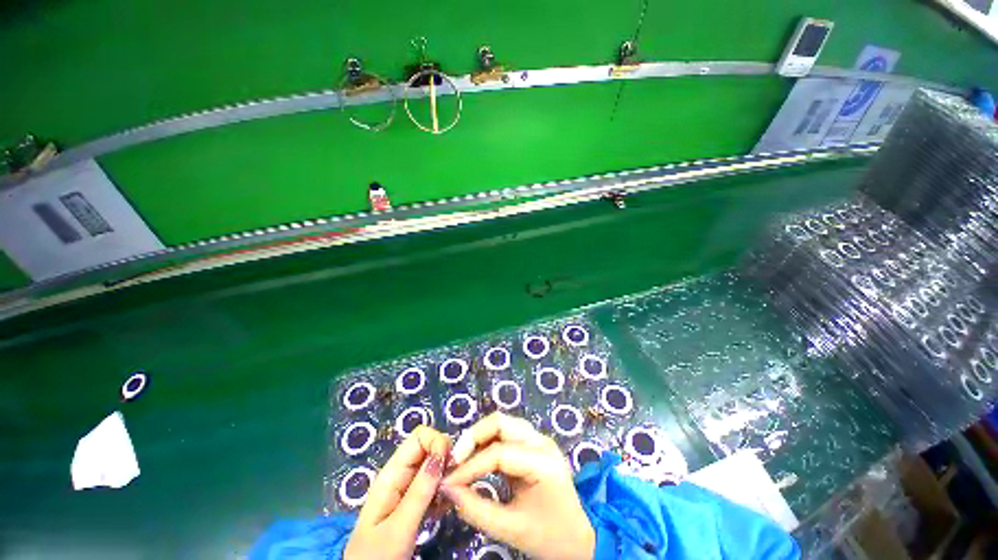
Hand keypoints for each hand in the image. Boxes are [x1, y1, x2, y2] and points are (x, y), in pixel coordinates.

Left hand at [344, 426, 450, 559]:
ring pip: (435, 466)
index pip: (419, 436)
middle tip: (454, 483)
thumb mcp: (399, 527)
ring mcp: (409, 487)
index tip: (450, 463)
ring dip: (448, 477)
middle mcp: (401, 474)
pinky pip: (436, 484)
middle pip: (430, 447)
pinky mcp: (415, 501)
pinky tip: (445, 509)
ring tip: (450, 499)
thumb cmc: (376, 557)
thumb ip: (420, 491)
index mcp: (392, 473)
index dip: (437, 442)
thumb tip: (442, 453)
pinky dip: (445, 491)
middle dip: (447, 459)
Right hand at [441, 412, 594, 559]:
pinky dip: (488, 443)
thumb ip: (476, 509)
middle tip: (454, 460)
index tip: (447, 481)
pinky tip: (477, 460)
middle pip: (500, 422)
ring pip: (502, 424)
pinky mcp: (534, 445)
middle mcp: (541, 442)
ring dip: (480, 438)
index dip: (470, 466)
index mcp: (543, 462)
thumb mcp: (511, 529)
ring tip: (462, 460)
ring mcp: (539, 440)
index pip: (498, 453)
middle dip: (473, 438)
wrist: (582, 538)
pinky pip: (506, 434)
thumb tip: (447, 489)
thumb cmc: (551, 537)